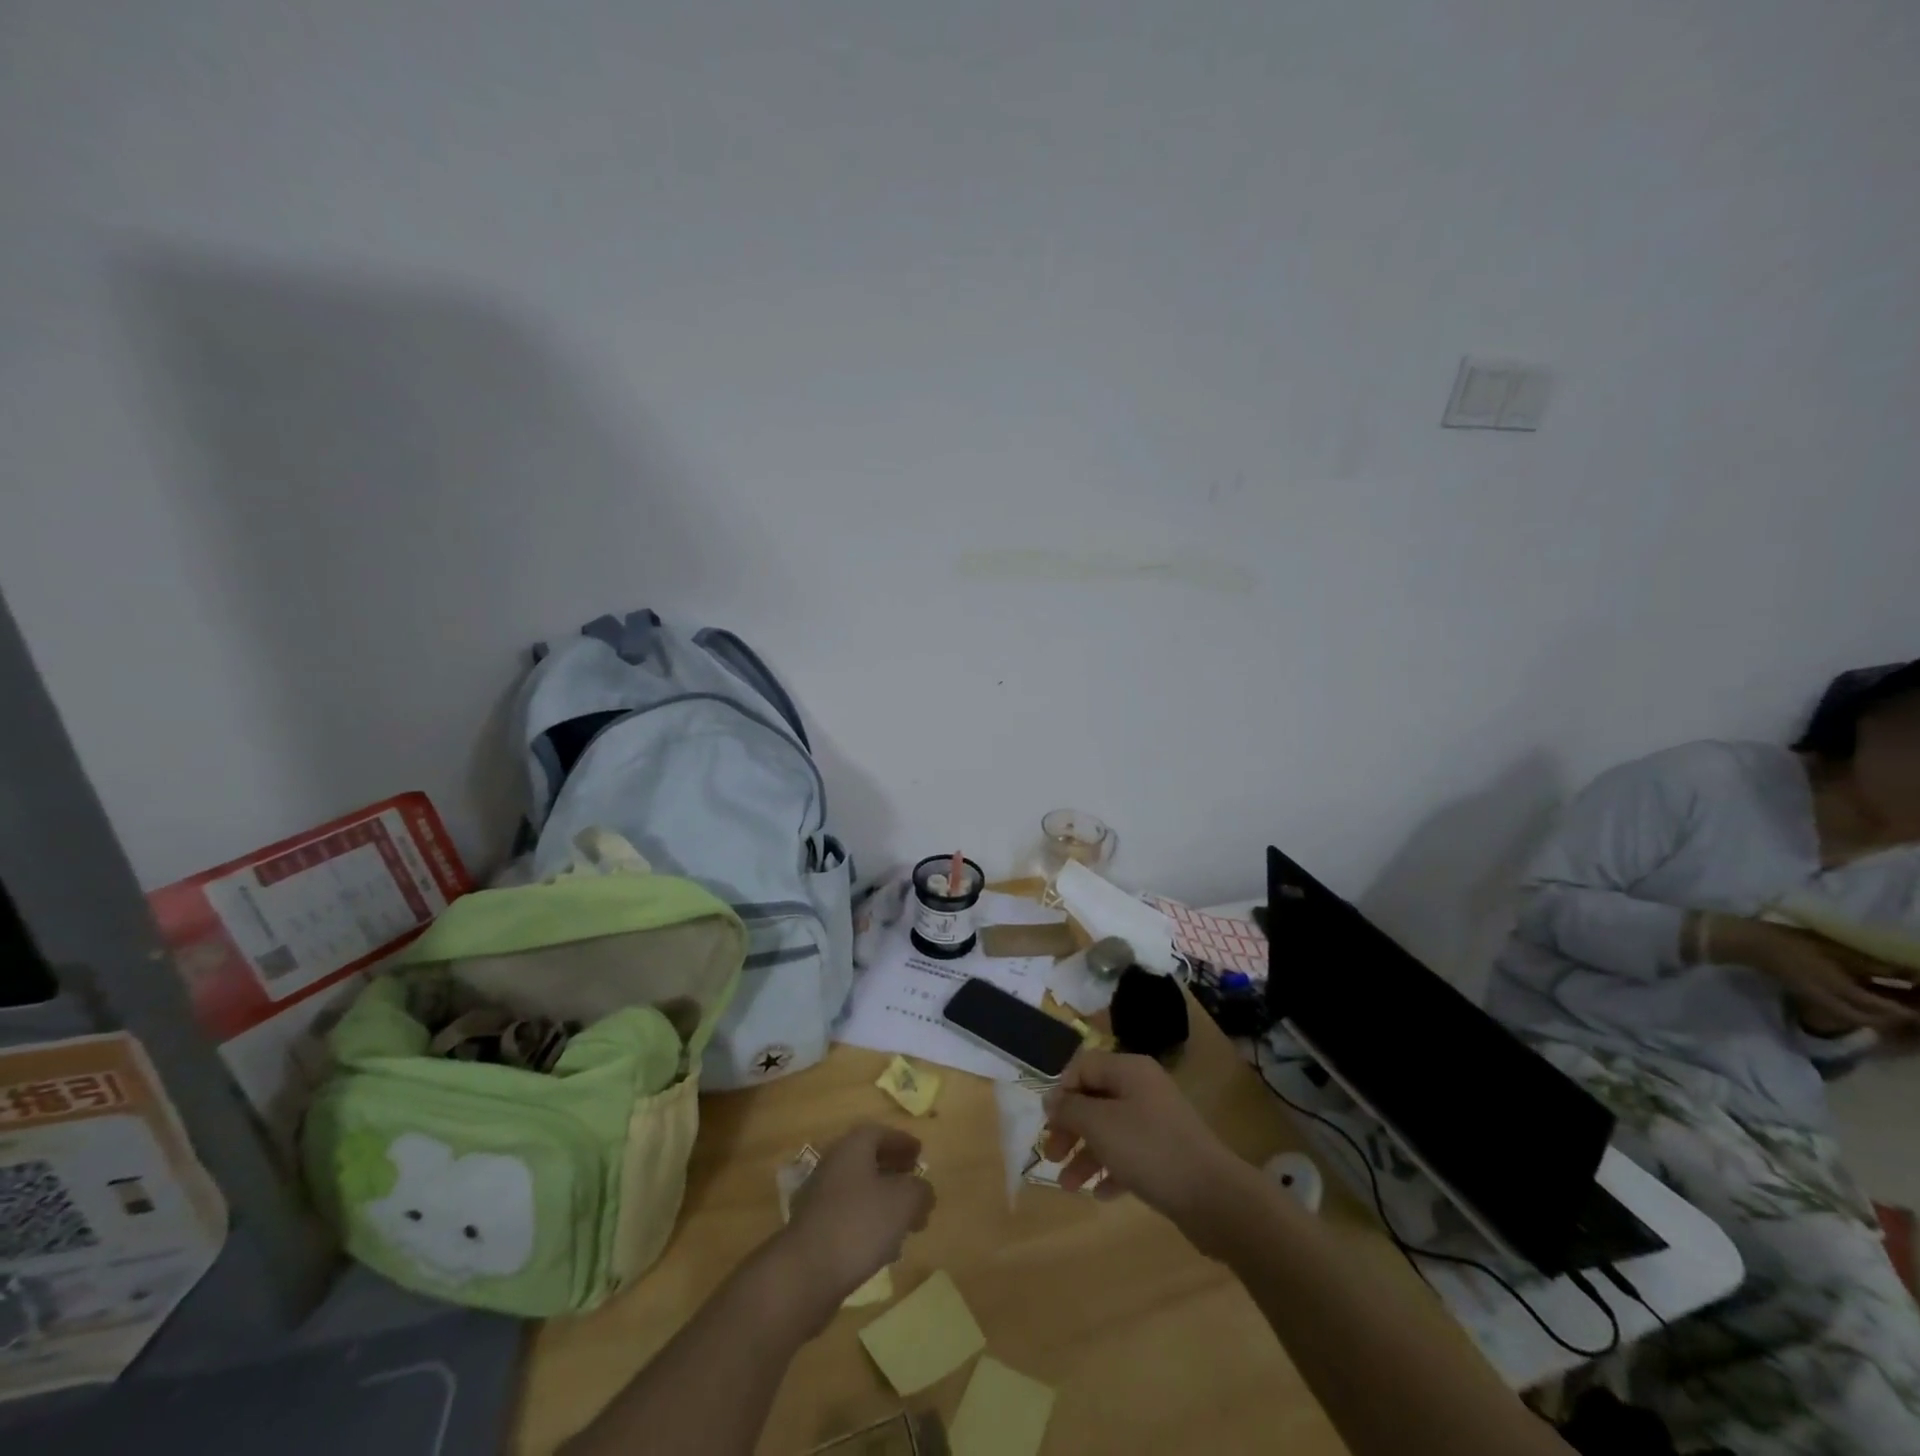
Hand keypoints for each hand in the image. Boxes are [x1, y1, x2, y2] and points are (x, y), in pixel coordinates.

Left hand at [781, 1124, 933, 1317]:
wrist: (805, 1273)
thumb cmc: (859, 1224)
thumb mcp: (903, 1202)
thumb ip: (920, 1191)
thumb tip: (924, 1191)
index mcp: (852, 1147)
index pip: (880, 1133)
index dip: (902, 1141)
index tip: (920, 1153)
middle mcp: (833, 1165)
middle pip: (868, 1161)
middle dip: (895, 1172)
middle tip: (916, 1186)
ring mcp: (820, 1198)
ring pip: (860, 1191)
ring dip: (884, 1201)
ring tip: (907, 1223)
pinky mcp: (815, 1230)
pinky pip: (849, 1217)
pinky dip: (869, 1223)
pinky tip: (884, 1248)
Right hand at [1040, 1051, 1243, 1226]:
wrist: (1214, 1197)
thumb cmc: (1150, 1150)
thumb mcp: (1100, 1125)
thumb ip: (1070, 1109)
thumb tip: (1051, 1098)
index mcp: (1130, 1070)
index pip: (1084, 1066)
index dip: (1062, 1090)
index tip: (1047, 1122)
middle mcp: (1143, 1090)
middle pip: (1095, 1100)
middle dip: (1070, 1128)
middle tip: (1051, 1155)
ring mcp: (1158, 1123)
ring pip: (1110, 1131)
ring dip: (1086, 1155)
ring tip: (1069, 1186)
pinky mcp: (1167, 1155)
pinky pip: (1130, 1156)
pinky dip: (1111, 1170)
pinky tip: (1100, 1194)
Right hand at [1713, 916, 1919, 1035]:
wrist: (1748, 943)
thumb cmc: (1790, 942)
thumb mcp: (1831, 948)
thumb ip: (1869, 963)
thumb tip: (1908, 973)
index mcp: (1838, 988)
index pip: (1883, 1008)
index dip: (1908, 1010)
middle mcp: (1832, 1000)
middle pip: (1873, 1019)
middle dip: (1896, 1016)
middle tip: (1915, 1007)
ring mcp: (1820, 999)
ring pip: (1860, 1016)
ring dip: (1880, 1014)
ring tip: (1898, 1003)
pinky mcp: (1814, 994)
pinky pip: (1847, 1009)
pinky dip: (1864, 1007)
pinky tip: (1868, 996)